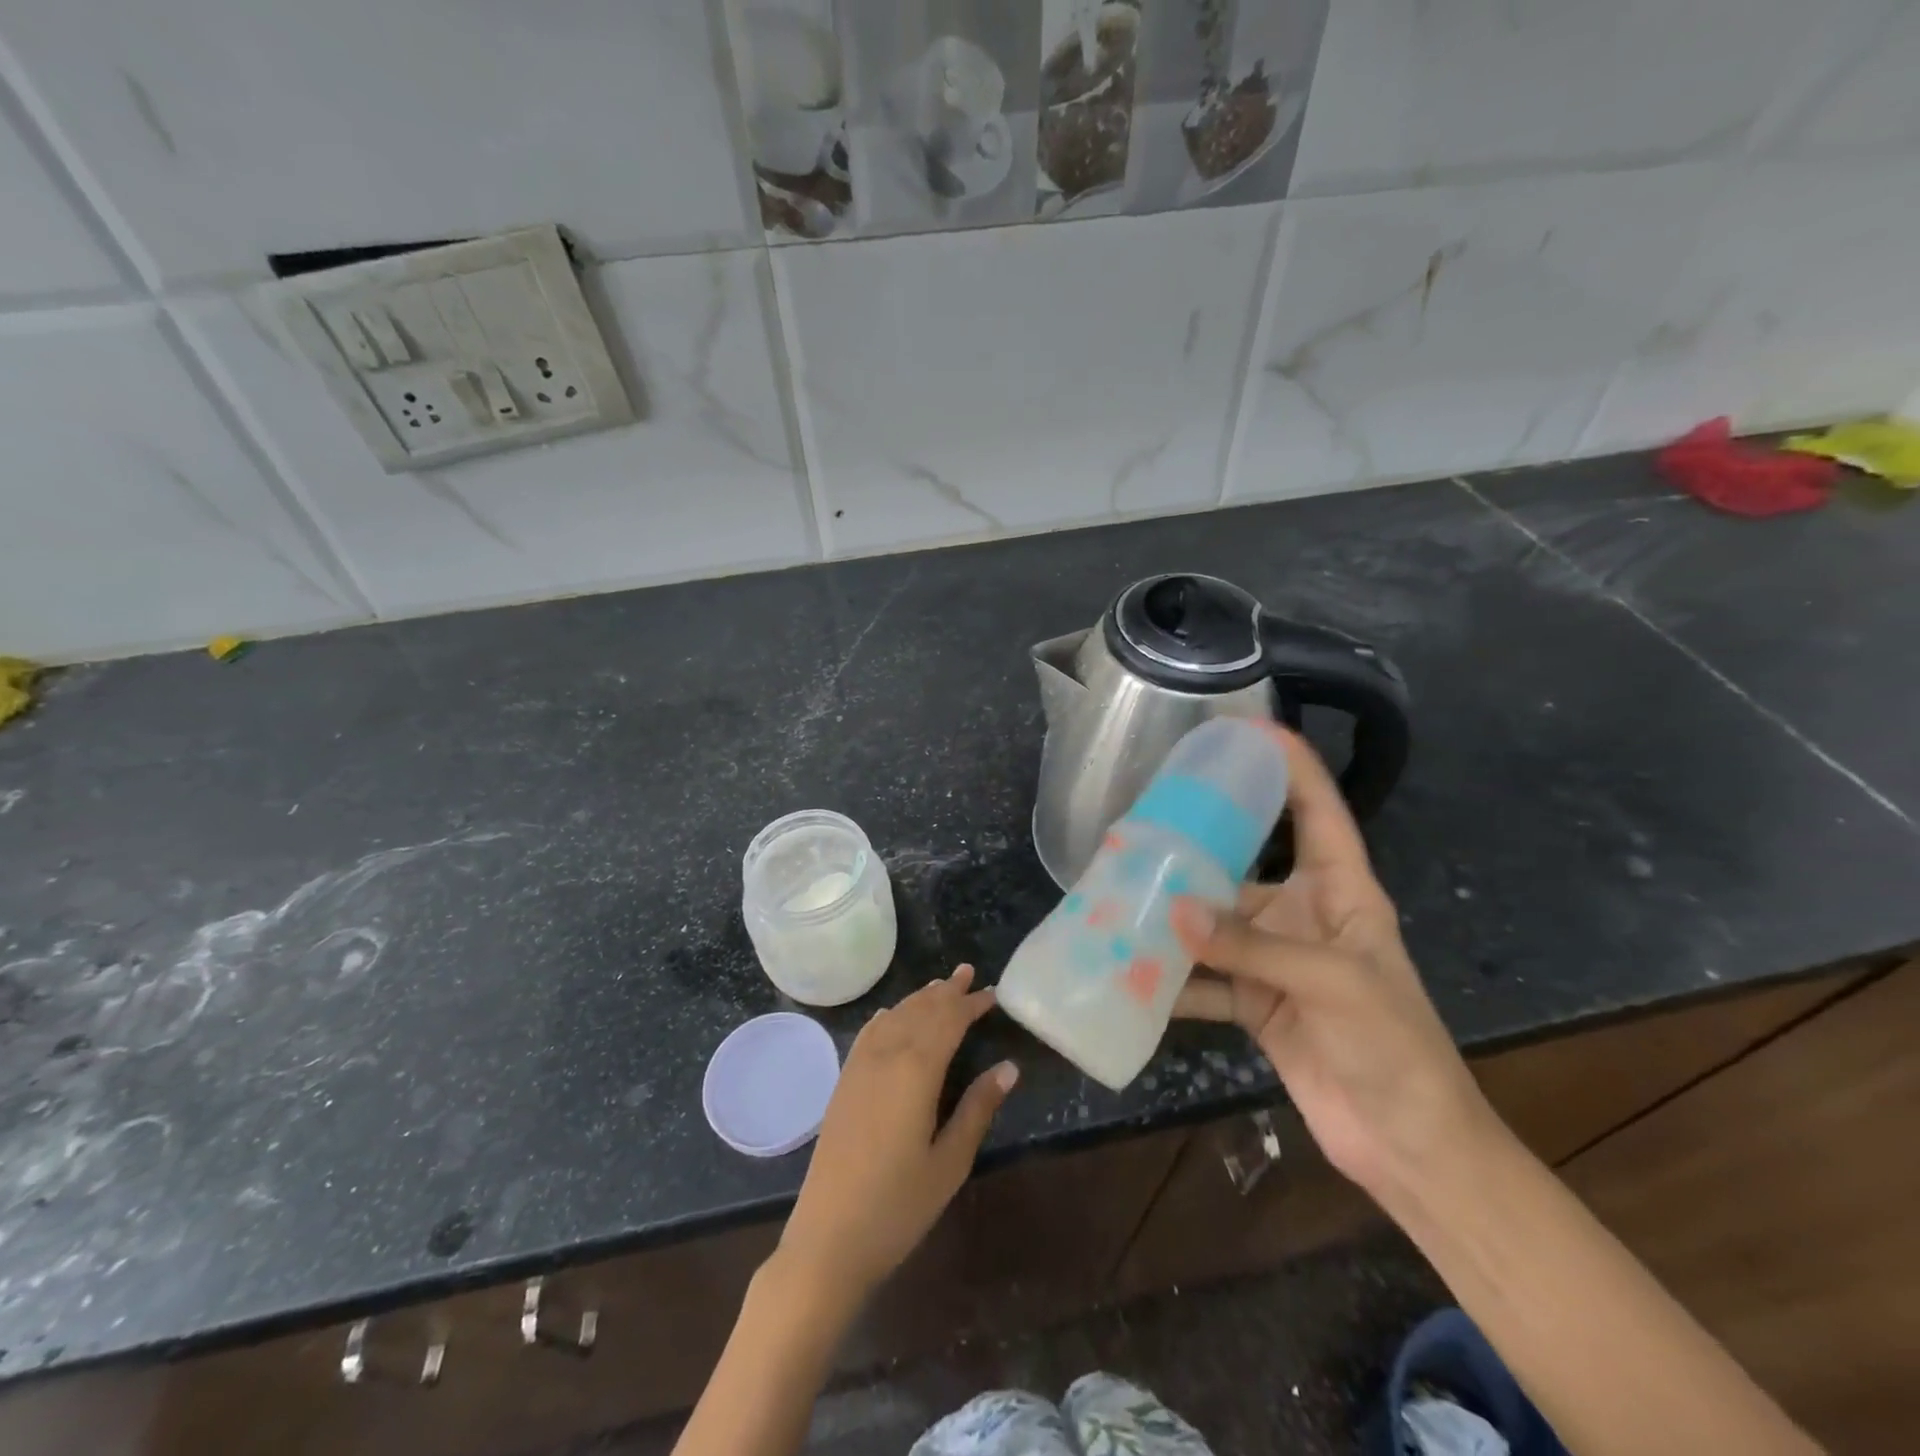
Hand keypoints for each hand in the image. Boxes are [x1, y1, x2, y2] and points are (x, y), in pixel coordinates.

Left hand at [778, 965, 1017, 1299]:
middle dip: (947, 991)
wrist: (827, 1239)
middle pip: (920, 1011)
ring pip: (894, 1016)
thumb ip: (978, 1108)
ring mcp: (859, 1067)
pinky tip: (893, 1014)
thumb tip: (1009, 1067)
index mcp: (916, 1071)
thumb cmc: (898, 1206)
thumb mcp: (950, 1162)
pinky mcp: (844, 1083)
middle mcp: (886, 1056)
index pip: (948, 1021)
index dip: (971, 1004)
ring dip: (919, 998)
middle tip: (969, 973)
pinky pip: (869, 1033)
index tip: (993, 993)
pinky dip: (888, 1016)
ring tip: (941, 985)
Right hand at [1170, 728, 1489, 1205]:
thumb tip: (1173, 912)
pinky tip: (1131, 972)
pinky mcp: (1256, 1005)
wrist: (1410, 1148)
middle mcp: (1304, 918)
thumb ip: (1253, 948)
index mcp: (1342, 894)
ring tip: (1121, 896)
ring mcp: (1276, 963)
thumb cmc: (1395, 1049)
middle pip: (1245, 867)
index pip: (1320, 813)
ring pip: (1215, 926)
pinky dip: (1172, 980)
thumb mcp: (1334, 985)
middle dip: (1199, 846)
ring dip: (1175, 919)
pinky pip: (1206, 981)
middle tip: (1143, 823)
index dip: (1292, 768)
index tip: (1250, 731)